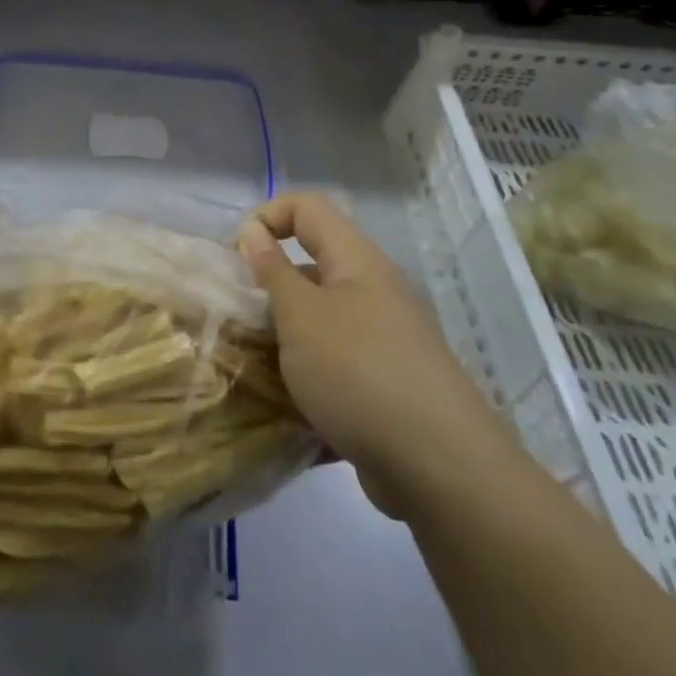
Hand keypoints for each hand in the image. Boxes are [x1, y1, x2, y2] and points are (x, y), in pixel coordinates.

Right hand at [237, 192, 493, 516]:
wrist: (439, 467)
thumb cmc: (359, 372)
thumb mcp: (301, 316)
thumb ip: (272, 271)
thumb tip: (253, 231)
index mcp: (356, 261)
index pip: (307, 207)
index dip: (266, 217)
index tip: (235, 258)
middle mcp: (373, 290)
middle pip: (311, 265)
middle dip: (268, 287)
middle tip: (236, 321)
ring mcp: (382, 339)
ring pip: (318, 319)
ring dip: (282, 337)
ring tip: (252, 367)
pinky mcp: (384, 382)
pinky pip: (334, 363)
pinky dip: (306, 375)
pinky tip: (283, 405)